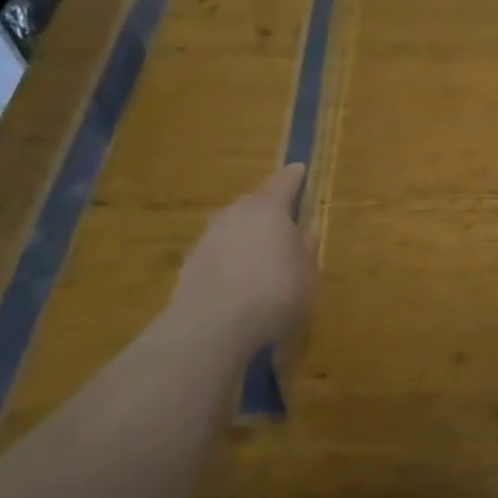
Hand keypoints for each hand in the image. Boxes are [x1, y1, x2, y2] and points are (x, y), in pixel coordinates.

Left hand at [171, 164, 315, 348]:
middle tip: (282, 220)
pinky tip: (237, 278)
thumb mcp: (307, 271)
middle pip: (255, 200)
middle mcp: (236, 212)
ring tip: (259, 253)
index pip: (285, 180)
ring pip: (233, 225)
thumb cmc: (274, 291)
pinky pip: (218, 250)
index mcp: (269, 207)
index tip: (300, 170)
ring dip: (246, 233)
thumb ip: (306, 247)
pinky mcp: (190, 263)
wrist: (211, 327)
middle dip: (268, 207)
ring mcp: (208, 236)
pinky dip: (229, 257)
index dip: (295, 176)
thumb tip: (303, 232)